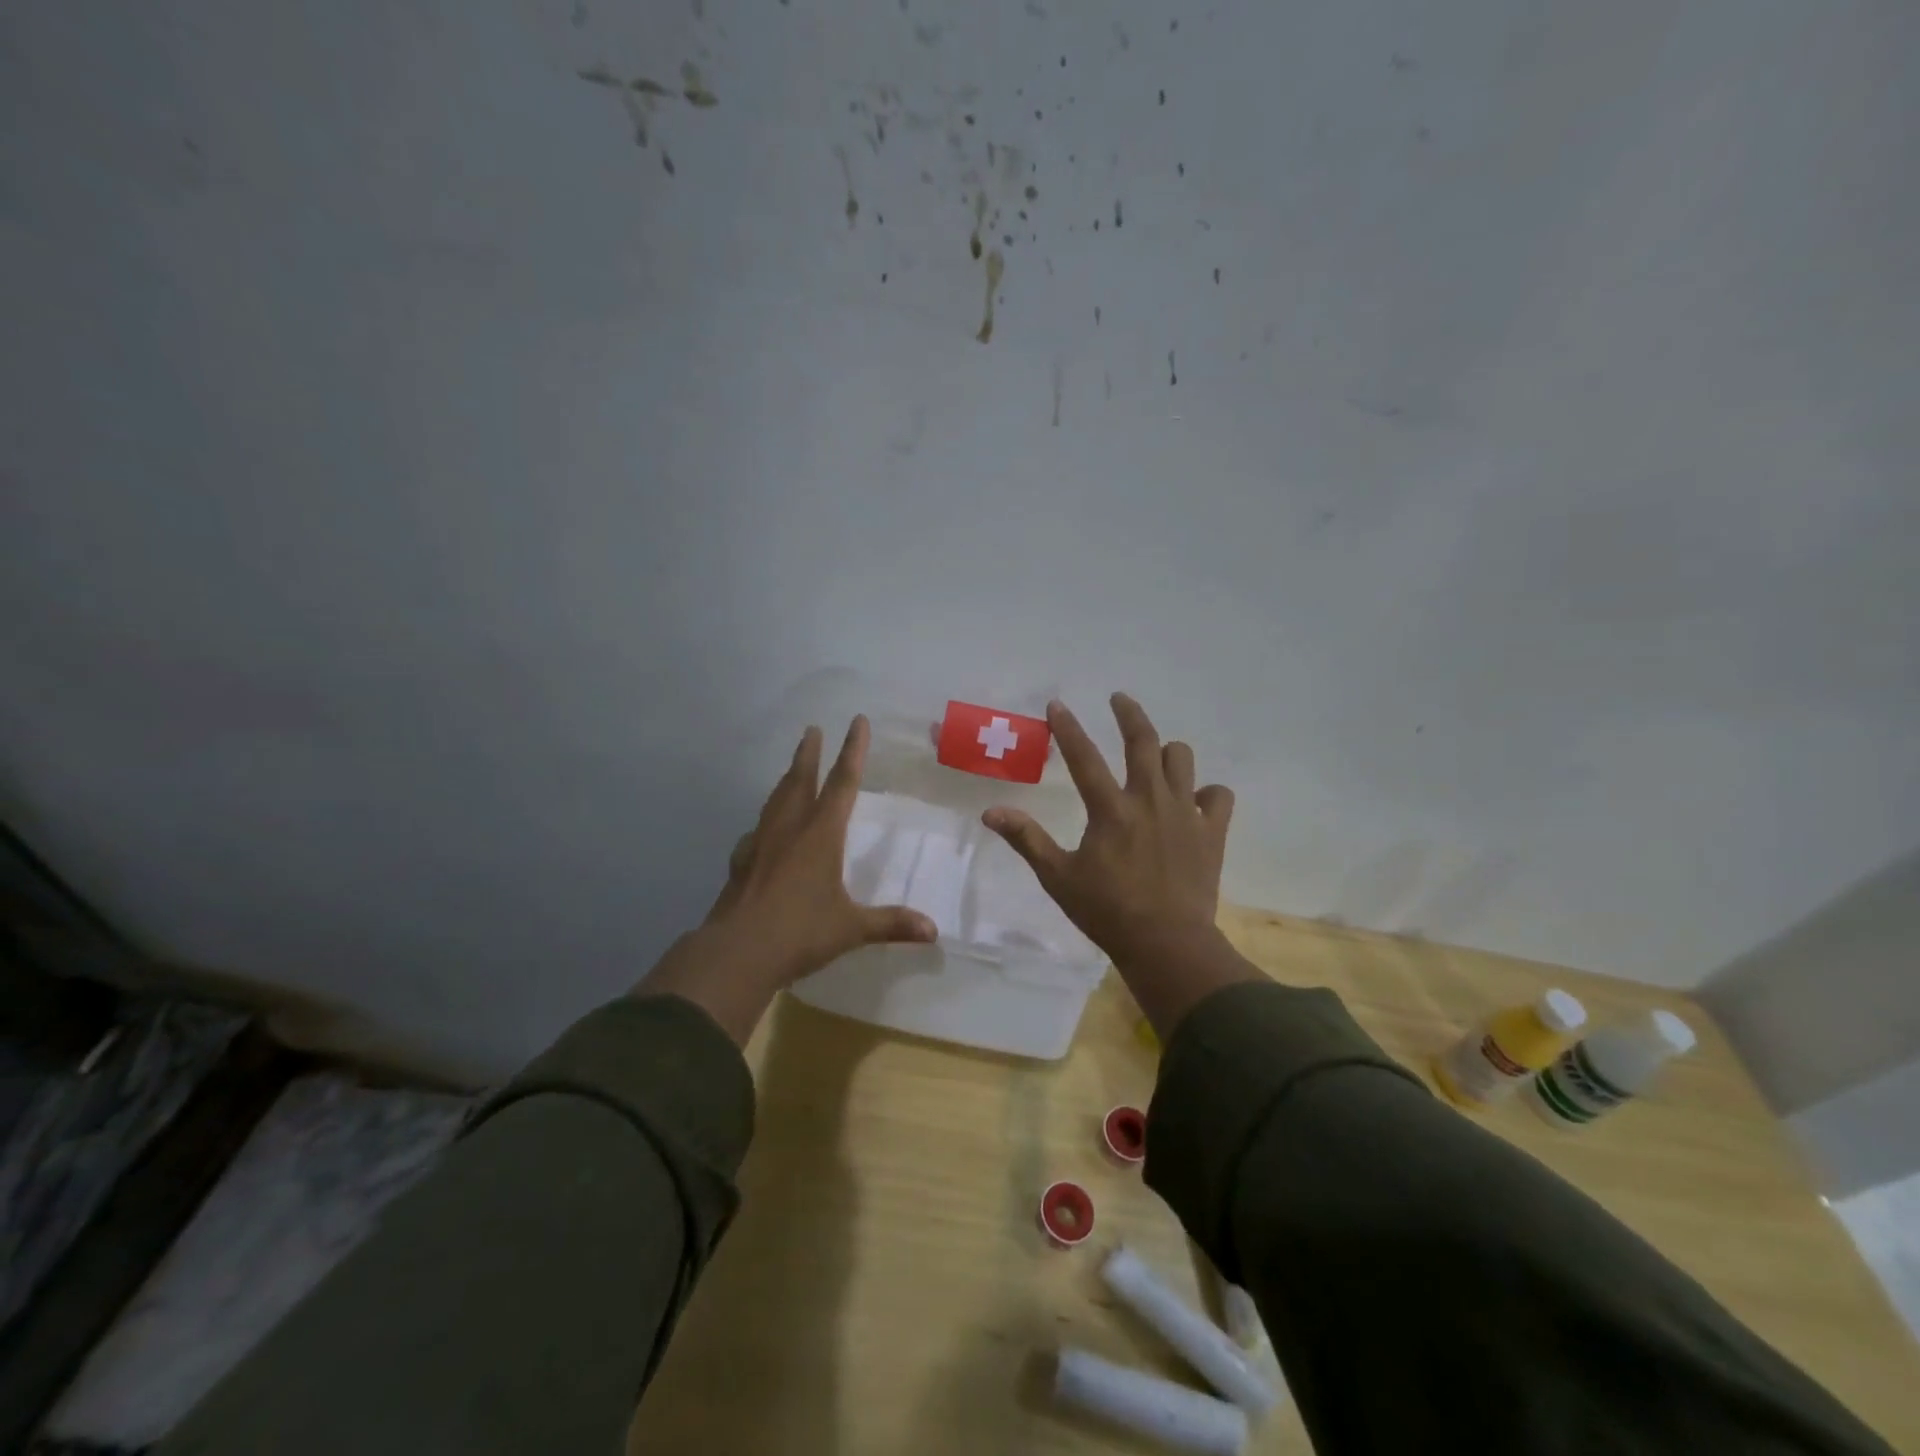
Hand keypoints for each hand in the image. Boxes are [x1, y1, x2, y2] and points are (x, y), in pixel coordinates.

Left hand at [639, 716, 935, 1044]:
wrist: (736, 953)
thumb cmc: (800, 932)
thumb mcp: (851, 929)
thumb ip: (891, 924)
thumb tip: (933, 931)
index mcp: (820, 835)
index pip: (842, 783)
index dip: (853, 750)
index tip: (857, 721)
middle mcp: (789, 830)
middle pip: (800, 780)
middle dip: (809, 753)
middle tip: (812, 729)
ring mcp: (760, 844)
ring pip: (775, 800)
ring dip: (786, 780)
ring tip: (792, 770)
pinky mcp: (741, 863)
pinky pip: (756, 832)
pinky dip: (765, 822)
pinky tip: (761, 832)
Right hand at [983, 694, 1257, 1033]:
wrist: (1167, 945)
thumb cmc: (1107, 912)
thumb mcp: (1058, 877)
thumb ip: (1027, 839)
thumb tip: (990, 813)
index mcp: (1111, 810)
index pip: (1084, 757)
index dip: (1067, 728)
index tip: (1057, 704)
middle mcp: (1150, 800)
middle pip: (1144, 741)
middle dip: (1129, 713)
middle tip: (1119, 699)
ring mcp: (1185, 813)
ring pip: (1182, 759)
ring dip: (1167, 752)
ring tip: (1155, 756)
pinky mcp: (1211, 832)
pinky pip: (1217, 796)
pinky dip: (1206, 792)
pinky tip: (1192, 800)